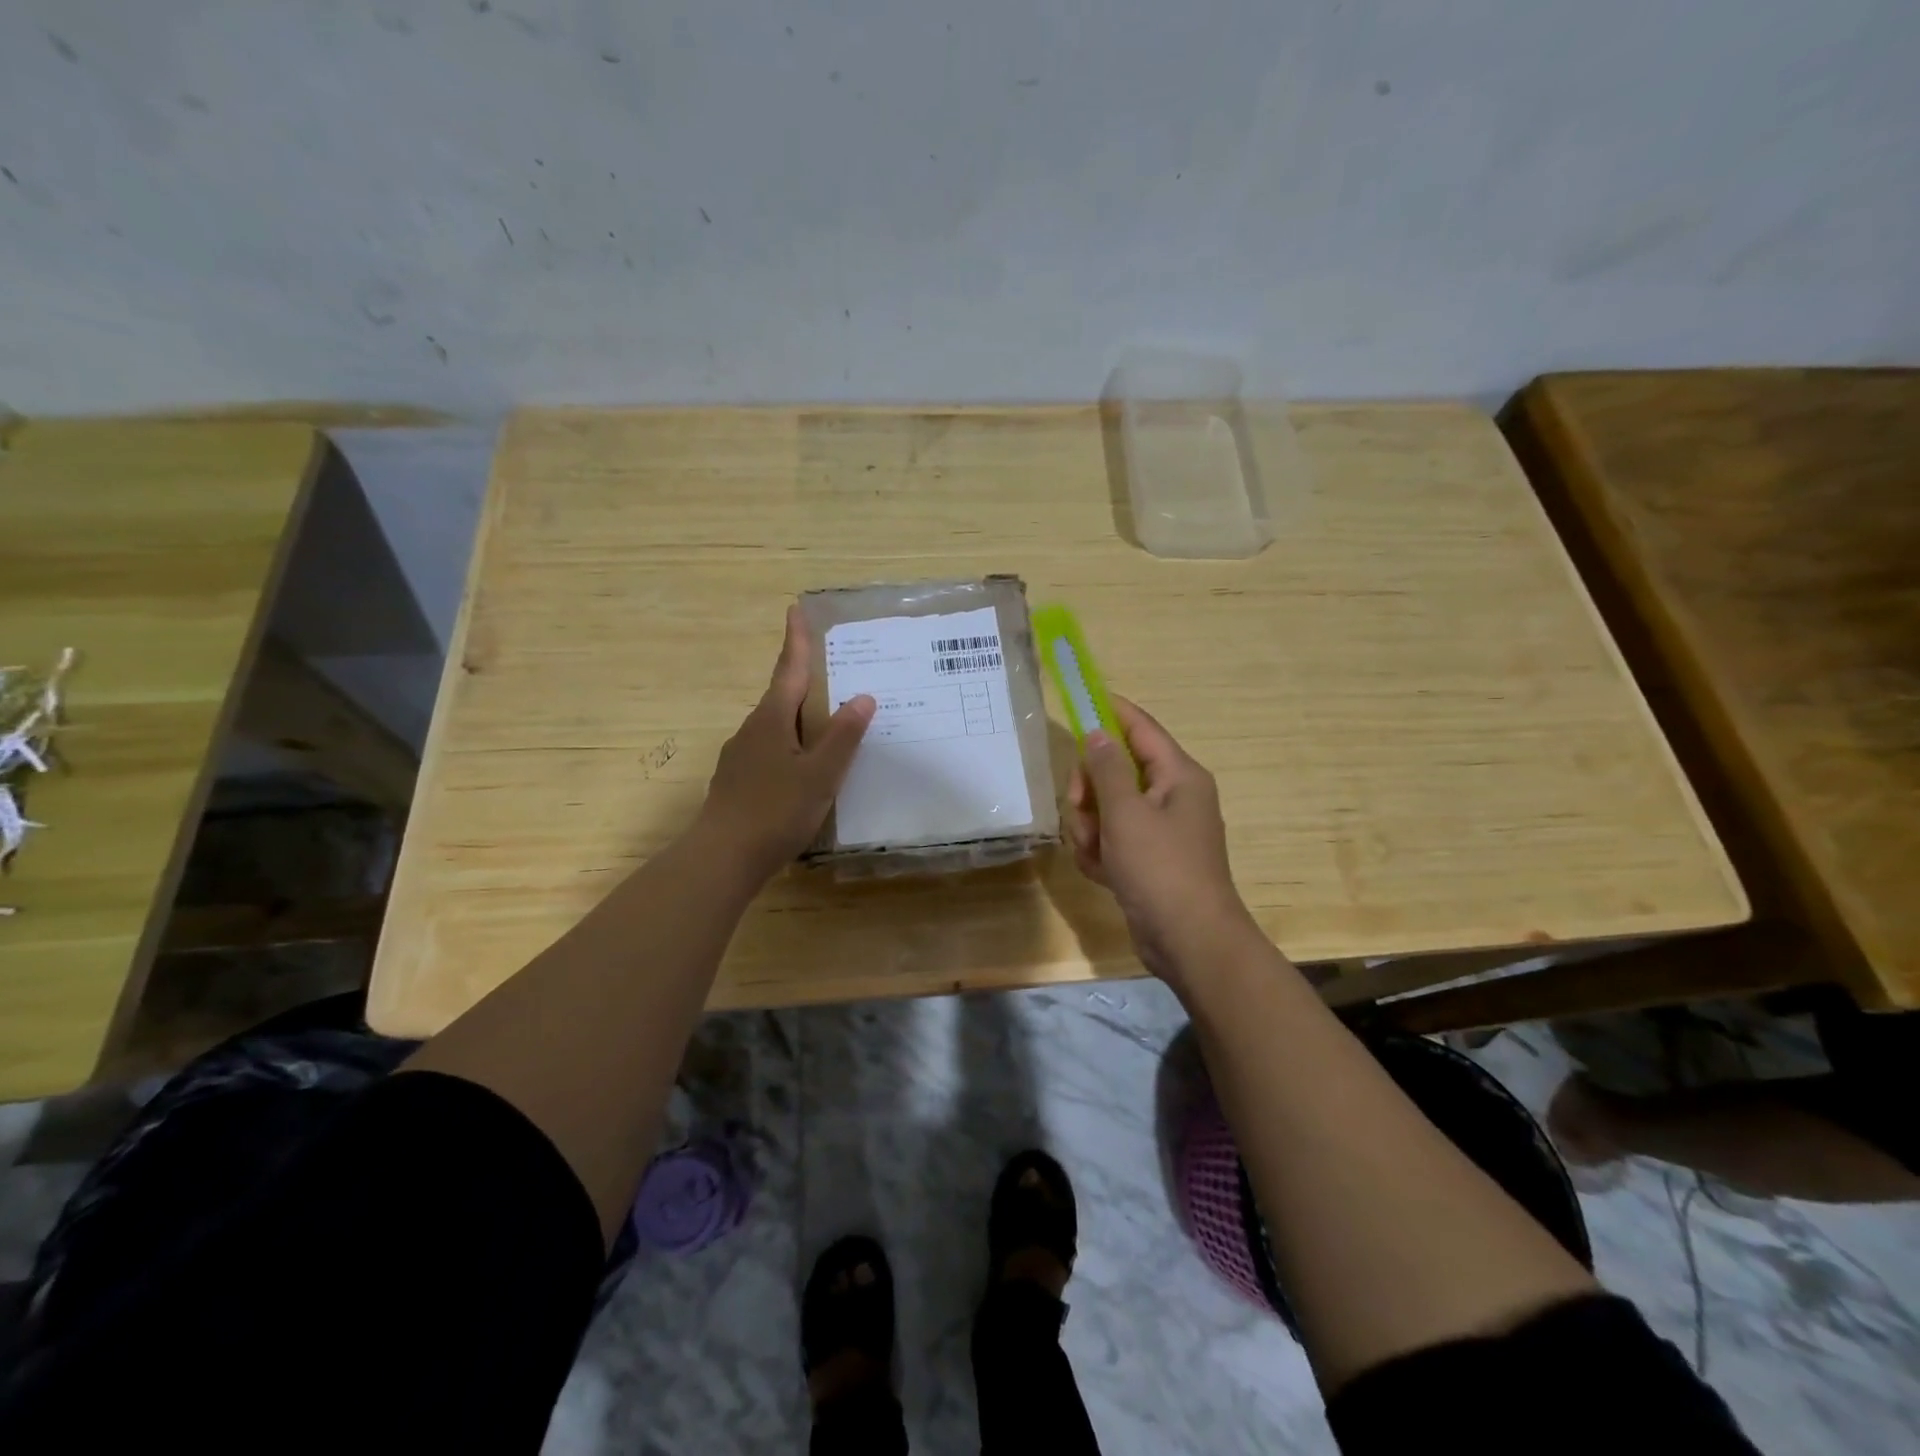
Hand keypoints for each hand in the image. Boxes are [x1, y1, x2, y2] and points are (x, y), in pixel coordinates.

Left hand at [697, 605, 874, 880]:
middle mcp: (752, 730)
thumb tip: (863, 697)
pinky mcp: (738, 781)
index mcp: (771, 719)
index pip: (789, 669)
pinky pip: (771, 750)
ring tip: (828, 719)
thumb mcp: (819, 774)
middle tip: (832, 669)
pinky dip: (792, 745)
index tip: (796, 609)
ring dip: (800, 716)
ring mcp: (741, 756)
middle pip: (782, 696)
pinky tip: (805, 766)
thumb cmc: (775, 811)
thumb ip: (842, 737)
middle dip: (805, 679)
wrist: (721, 858)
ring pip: (776, 725)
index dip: (796, 640)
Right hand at [1066, 696, 1259, 985]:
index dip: (1111, 711)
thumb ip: (1106, 768)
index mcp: (1179, 776)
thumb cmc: (1160, 868)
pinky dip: (1100, 852)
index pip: (1141, 728)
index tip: (1081, 699)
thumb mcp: (1126, 813)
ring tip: (1094, 853)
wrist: (1188, 941)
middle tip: (1080, 808)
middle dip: (1090, 790)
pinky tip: (1099, 872)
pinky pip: (1112, 839)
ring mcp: (1160, 830)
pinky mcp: (1148, 859)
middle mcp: (1172, 797)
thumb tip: (1098, 733)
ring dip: (1090, 827)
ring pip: (1108, 808)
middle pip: (1116, 770)